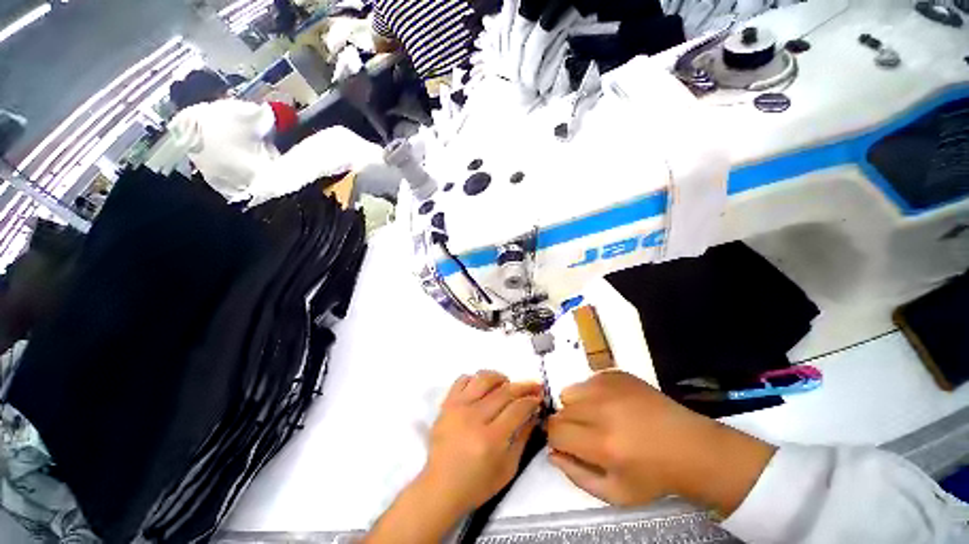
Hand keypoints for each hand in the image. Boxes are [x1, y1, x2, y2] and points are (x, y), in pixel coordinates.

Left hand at [365, 371, 541, 543]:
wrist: (441, 487)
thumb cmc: (477, 484)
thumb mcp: (508, 468)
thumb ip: (523, 437)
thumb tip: (534, 413)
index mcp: (490, 439)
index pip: (517, 408)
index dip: (531, 400)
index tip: (539, 397)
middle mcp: (474, 418)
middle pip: (504, 391)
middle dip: (523, 386)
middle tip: (533, 386)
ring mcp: (458, 407)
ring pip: (483, 379)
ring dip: (500, 377)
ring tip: (507, 383)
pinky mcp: (447, 404)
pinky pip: (463, 380)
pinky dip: (476, 379)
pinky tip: (484, 387)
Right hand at [547, 371, 775, 515]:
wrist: (692, 448)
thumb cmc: (654, 476)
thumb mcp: (616, 493)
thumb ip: (577, 475)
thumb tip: (552, 453)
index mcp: (602, 444)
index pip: (555, 430)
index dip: (555, 439)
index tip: (565, 444)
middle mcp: (602, 409)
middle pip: (560, 410)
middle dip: (566, 424)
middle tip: (586, 435)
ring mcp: (610, 387)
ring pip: (570, 392)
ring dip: (576, 406)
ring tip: (597, 418)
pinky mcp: (617, 374)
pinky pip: (588, 380)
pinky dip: (592, 394)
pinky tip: (612, 406)